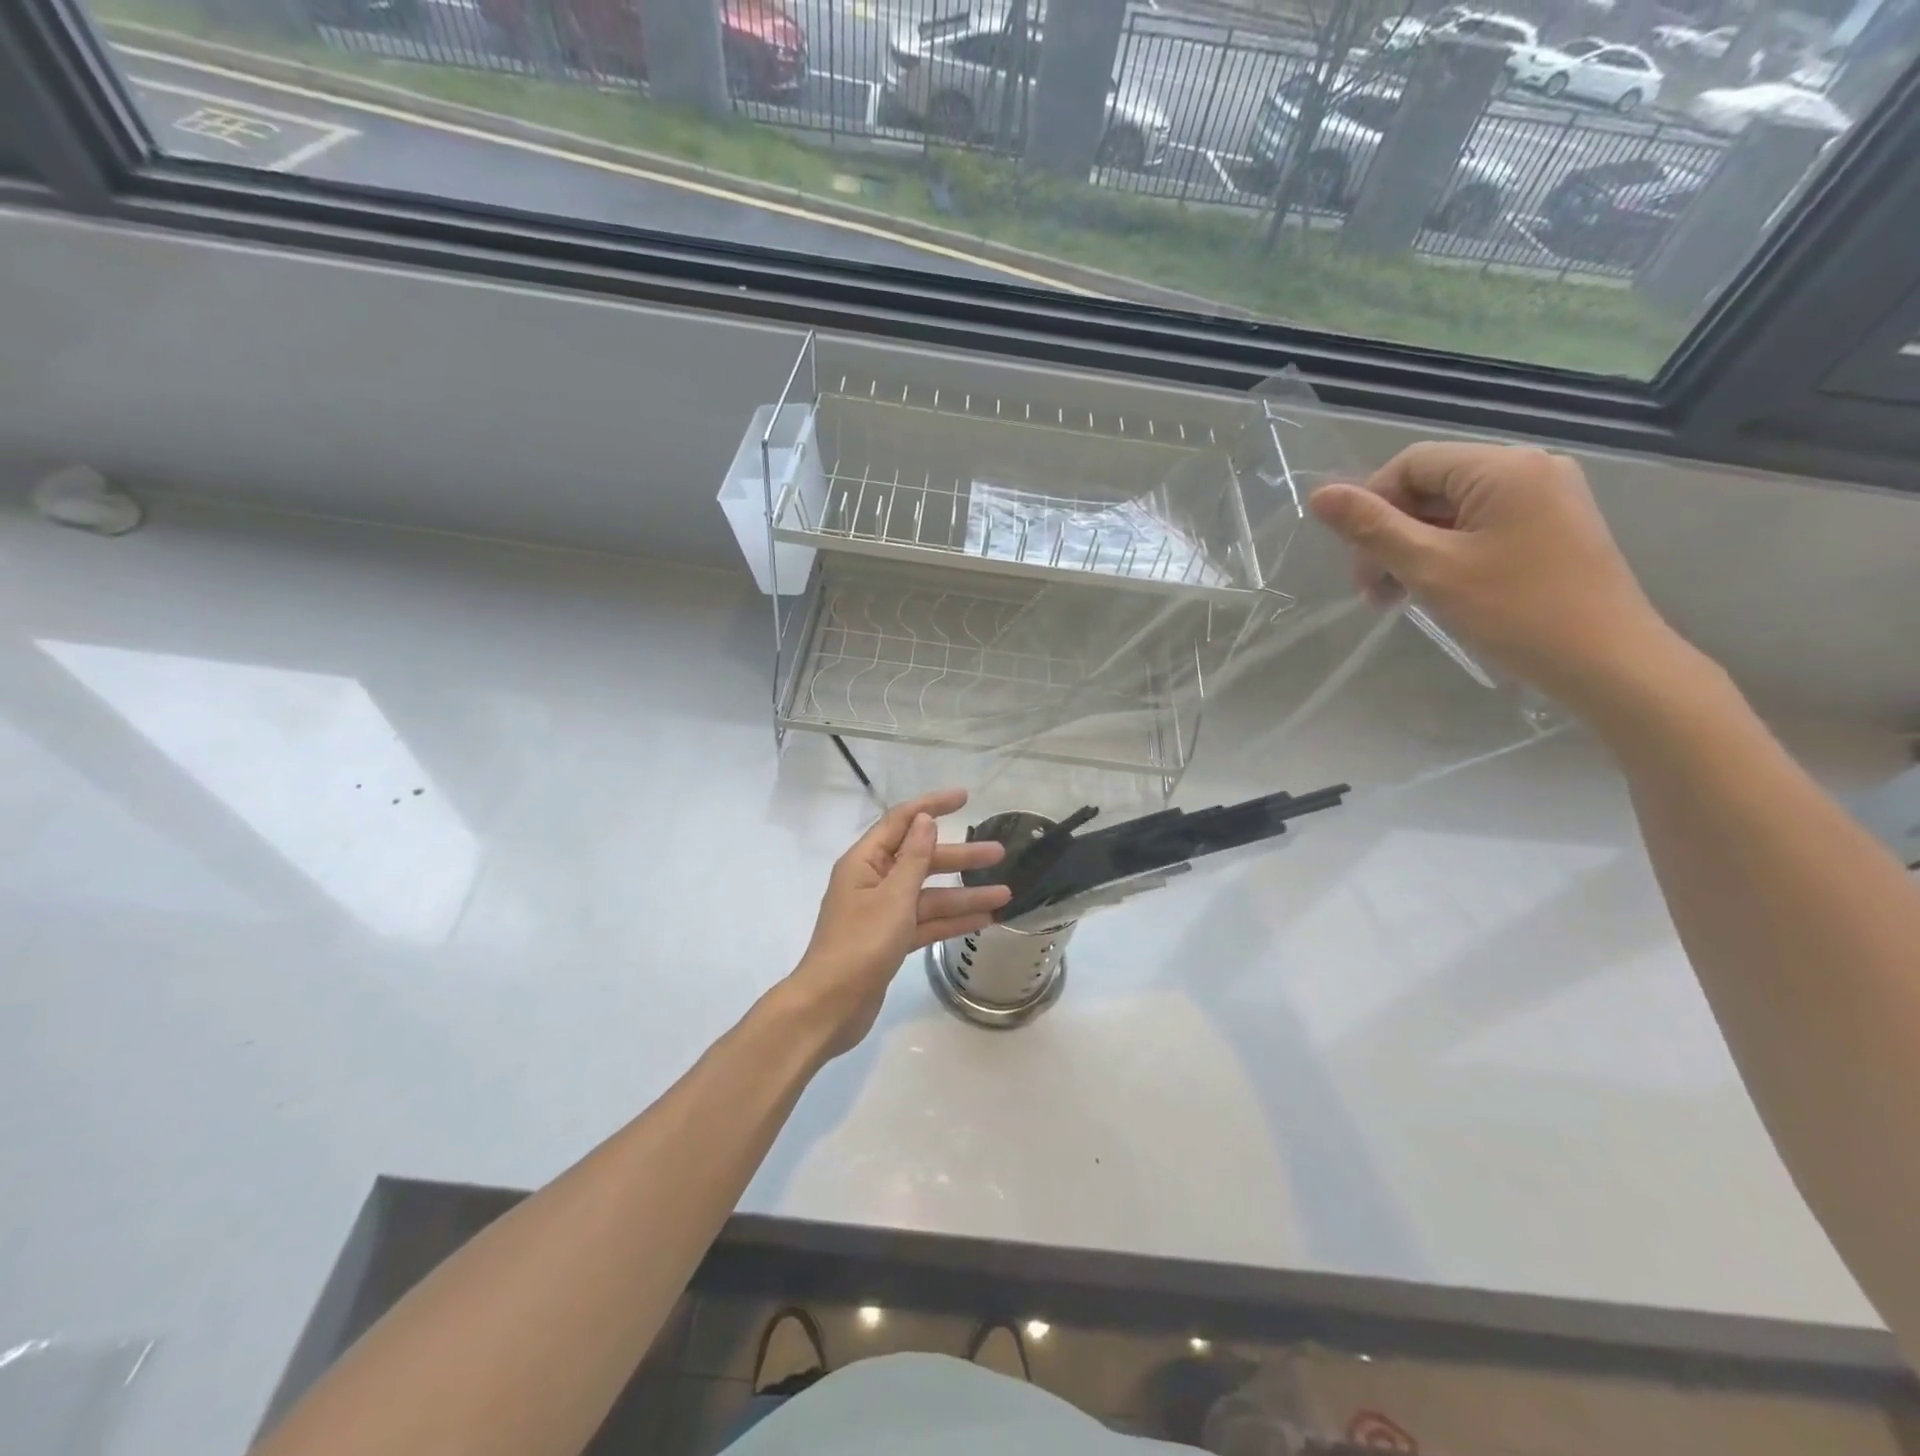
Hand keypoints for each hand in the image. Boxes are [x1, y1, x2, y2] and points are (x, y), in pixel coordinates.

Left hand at [785, 789, 1009, 1058]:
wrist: (830, 1007)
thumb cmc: (860, 945)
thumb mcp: (893, 897)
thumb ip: (914, 858)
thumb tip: (925, 818)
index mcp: (865, 862)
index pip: (902, 821)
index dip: (933, 805)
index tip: (965, 797)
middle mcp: (873, 881)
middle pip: (922, 859)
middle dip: (960, 856)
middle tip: (999, 852)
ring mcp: (882, 912)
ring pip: (929, 894)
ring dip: (964, 894)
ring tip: (1006, 893)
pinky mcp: (891, 940)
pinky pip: (927, 921)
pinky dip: (953, 921)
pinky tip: (986, 920)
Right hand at [1308, 442, 1677, 715]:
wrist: (1608, 663)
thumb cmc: (1515, 612)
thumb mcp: (1430, 568)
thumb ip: (1372, 528)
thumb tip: (1319, 495)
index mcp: (1503, 467)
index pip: (1411, 464)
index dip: (1371, 506)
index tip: (1358, 562)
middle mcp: (1529, 468)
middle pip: (1431, 486)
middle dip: (1390, 534)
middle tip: (1373, 591)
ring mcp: (1546, 497)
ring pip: (1452, 510)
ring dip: (1413, 549)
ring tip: (1397, 598)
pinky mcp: (1552, 527)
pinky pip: (1480, 526)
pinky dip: (1446, 554)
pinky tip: (1434, 590)